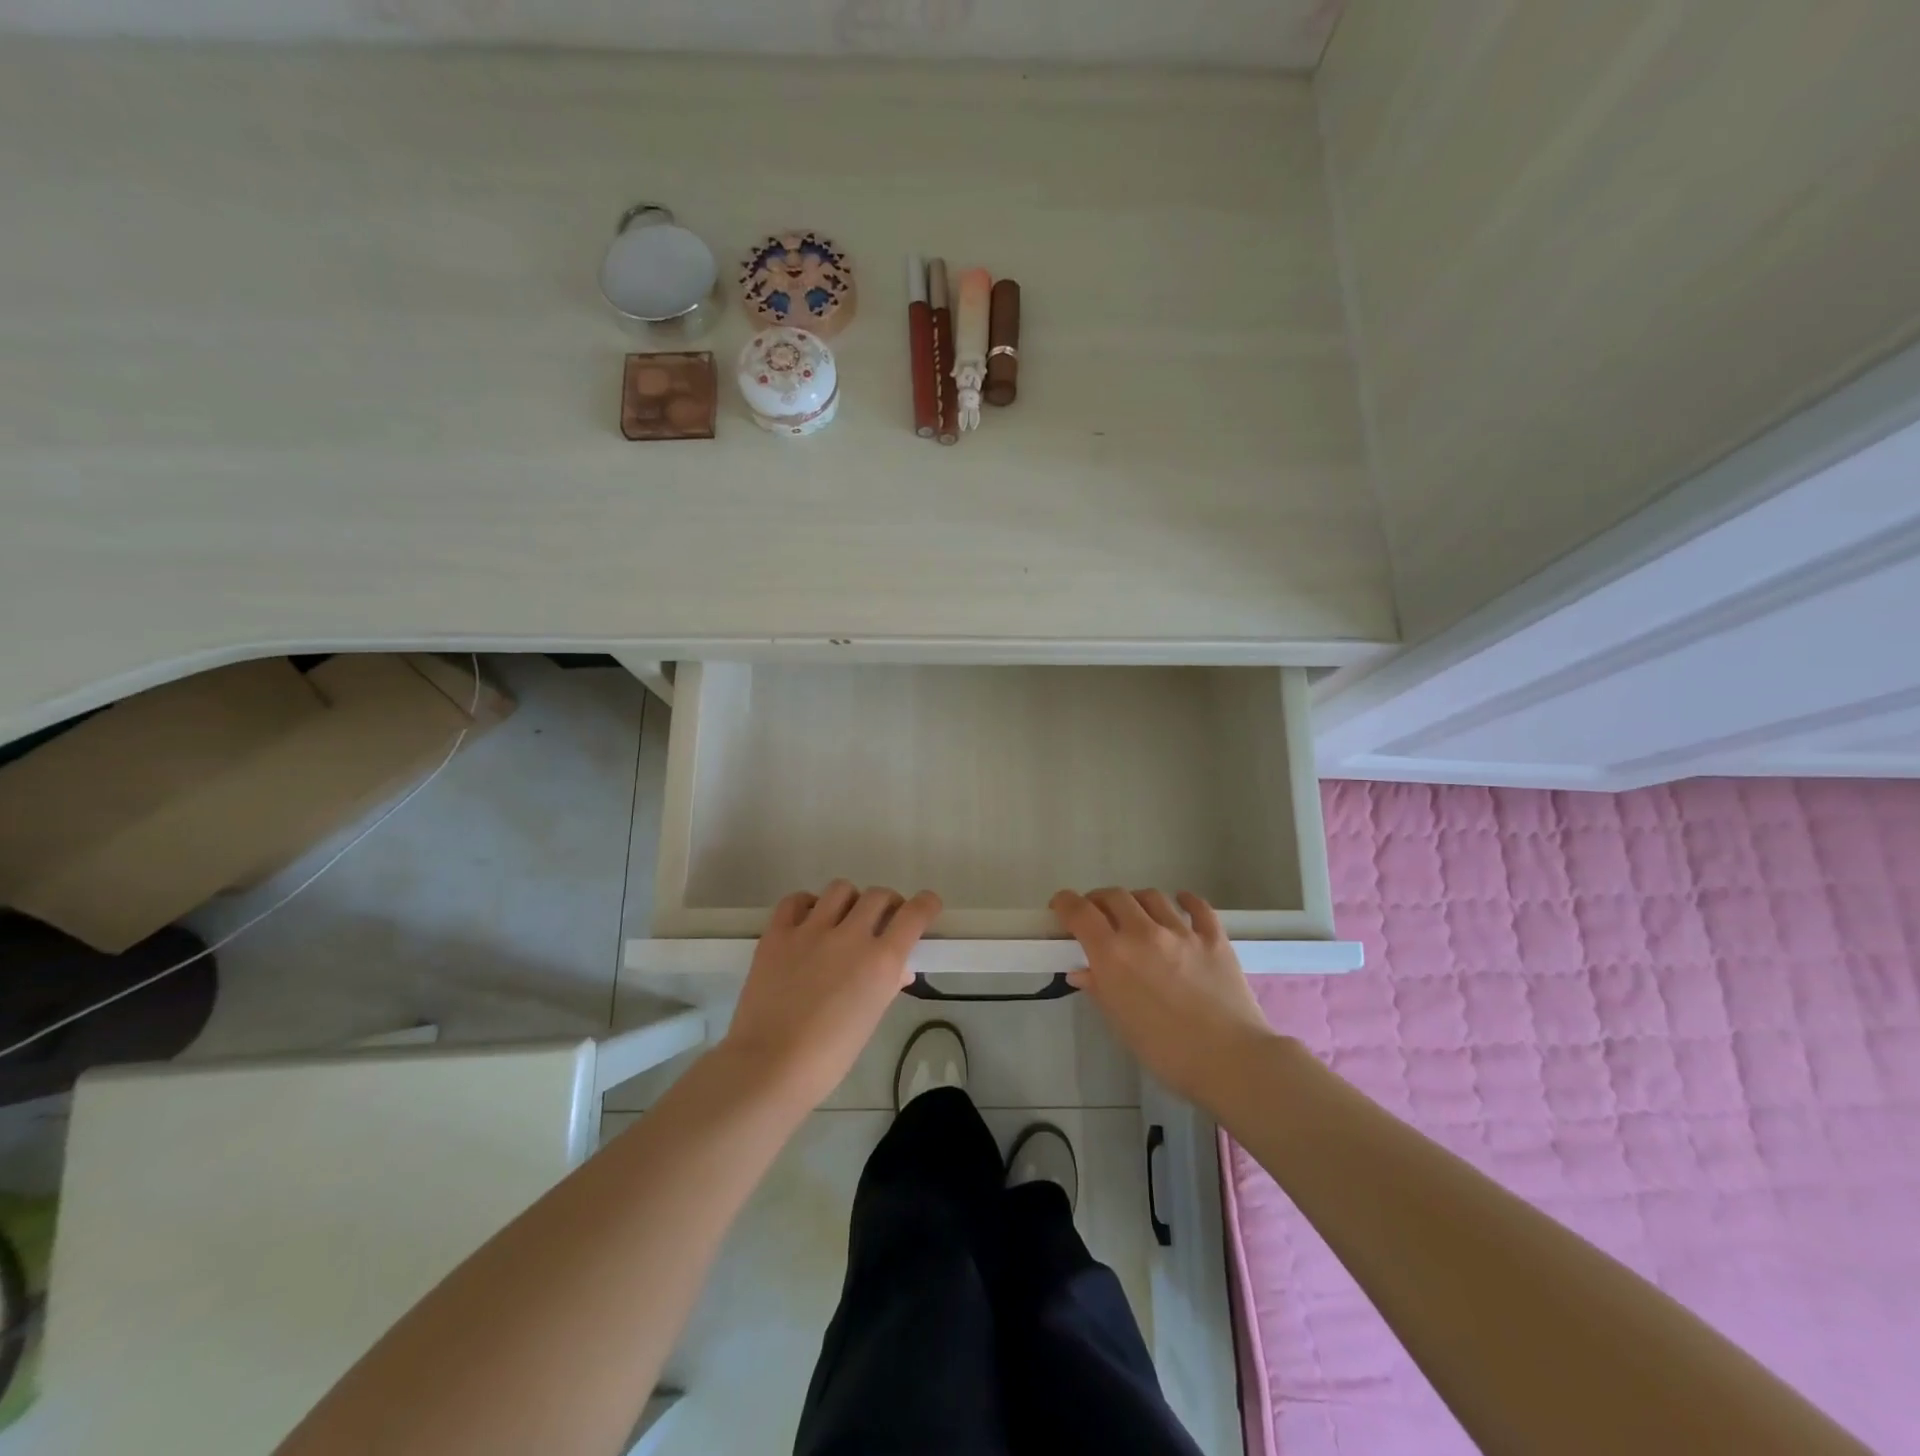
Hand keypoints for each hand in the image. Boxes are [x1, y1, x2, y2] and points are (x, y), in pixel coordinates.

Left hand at [723, 880, 940, 1108]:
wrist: (769, 1066)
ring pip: (840, 889)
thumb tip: (898, 969)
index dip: (926, 904)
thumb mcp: (870, 1020)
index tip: (927, 905)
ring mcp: (811, 930)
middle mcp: (850, 936)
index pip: (914, 913)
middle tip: (882, 920)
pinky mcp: (777, 933)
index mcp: (881, 961)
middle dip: (888, 904)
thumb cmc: (829, 1056)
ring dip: (850, 900)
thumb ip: (886, 986)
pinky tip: (807, 922)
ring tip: (843, 919)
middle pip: (879, 895)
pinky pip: (796, 900)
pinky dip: (807, 904)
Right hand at [1052, 888, 1282, 1107]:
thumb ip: (1100, 990)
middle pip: (1114, 896)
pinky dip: (1185, 900)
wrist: (1230, 1061)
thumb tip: (1081, 971)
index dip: (1065, 903)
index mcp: (1113, 955)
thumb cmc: (1166, 1052)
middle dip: (1099, 901)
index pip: (1080, 912)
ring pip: (1152, 896)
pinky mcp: (1214, 938)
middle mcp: (1143, 933)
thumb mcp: (1121, 1024)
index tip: (1060, 906)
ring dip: (1136, 900)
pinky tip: (1181, 902)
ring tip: (1136, 913)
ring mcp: (1182, 932)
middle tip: (1097, 915)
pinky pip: (1198, 906)